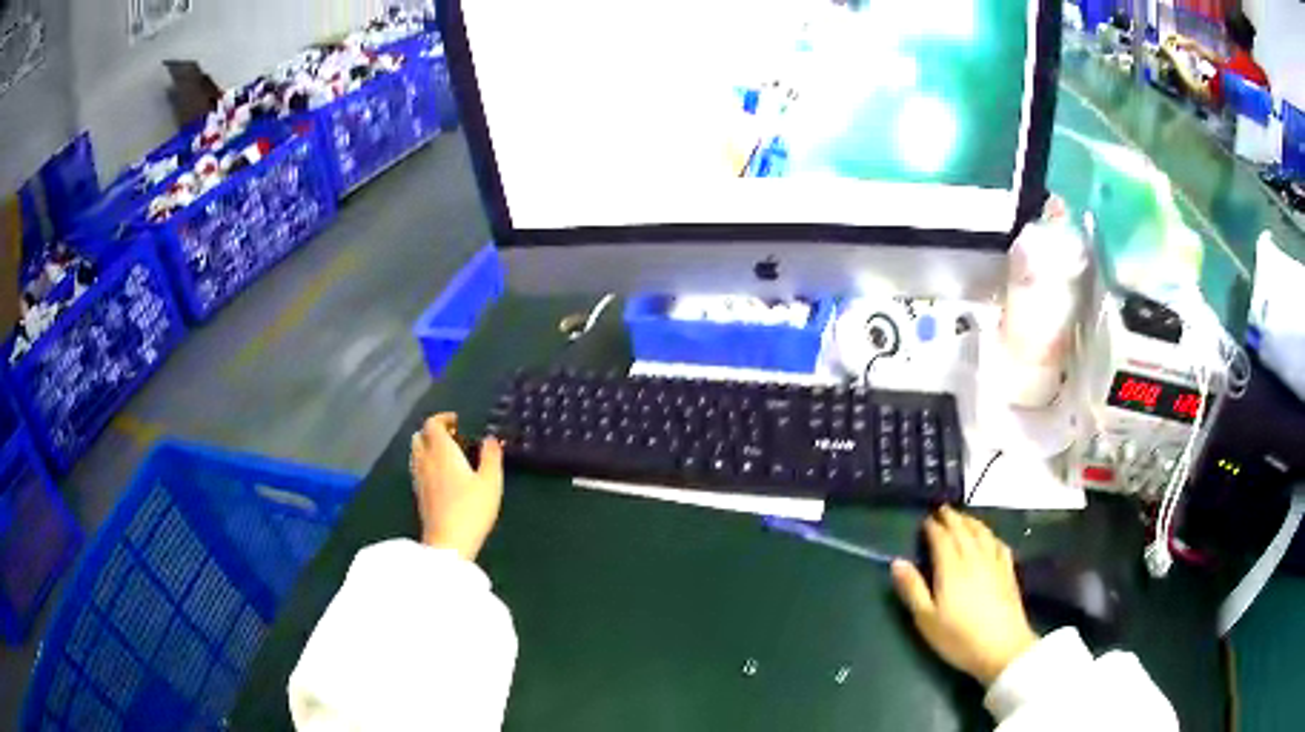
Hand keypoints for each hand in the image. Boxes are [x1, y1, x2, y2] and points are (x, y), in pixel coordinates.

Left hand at [410, 413, 504, 560]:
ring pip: (415, 452)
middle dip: (432, 431)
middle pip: (419, 436)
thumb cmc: (471, 509)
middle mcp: (425, 461)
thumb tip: (491, 438)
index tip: (458, 421)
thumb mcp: (491, 482)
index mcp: (442, 451)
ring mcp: (419, 478)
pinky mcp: (419, 495)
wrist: (448, 543)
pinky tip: (441, 475)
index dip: (443, 418)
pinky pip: (417, 468)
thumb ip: (491, 456)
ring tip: (447, 455)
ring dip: (427, 447)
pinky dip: (426, 463)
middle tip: (452, 436)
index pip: (432, 424)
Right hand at [891, 507, 1037, 685]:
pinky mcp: (1009, 571)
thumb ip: (912, 589)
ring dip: (970, 521)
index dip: (932, 526)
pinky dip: (990, 535)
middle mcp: (973, 557)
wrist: (1002, 648)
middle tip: (942, 509)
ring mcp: (994, 562)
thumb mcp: (927, 619)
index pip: (941, 538)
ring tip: (962, 517)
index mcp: (951, 567)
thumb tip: (897, 562)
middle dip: (951, 518)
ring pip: (982, 532)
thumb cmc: (958, 637)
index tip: (925, 520)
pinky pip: (998, 544)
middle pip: (962, 530)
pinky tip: (989, 538)